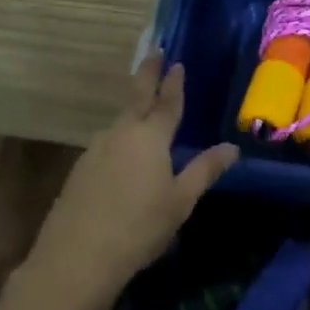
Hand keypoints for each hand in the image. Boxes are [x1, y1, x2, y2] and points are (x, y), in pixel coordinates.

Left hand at [28, 55, 238, 297]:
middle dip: (147, 75)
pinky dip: (119, 137)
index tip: (176, 62)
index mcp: (150, 137)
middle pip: (136, 98)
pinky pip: (106, 143)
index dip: (173, 83)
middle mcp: (120, 134)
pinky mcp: (79, 169)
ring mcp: (95, 150)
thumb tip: (231, 148)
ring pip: (119, 122)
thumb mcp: (181, 201)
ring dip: (132, 109)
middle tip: (153, 54)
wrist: (77, 256)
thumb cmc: (139, 227)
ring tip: (143, 106)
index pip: (166, 102)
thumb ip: (205, 170)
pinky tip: (122, 152)